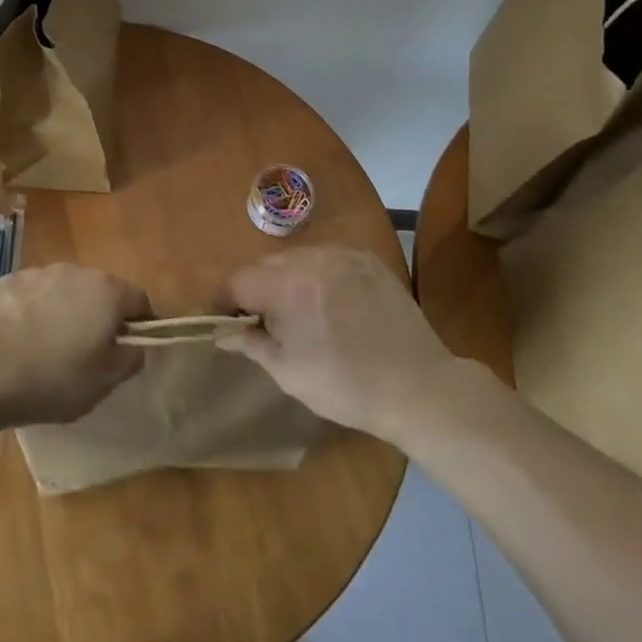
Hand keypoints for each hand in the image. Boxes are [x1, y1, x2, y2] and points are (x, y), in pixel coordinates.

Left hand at [0, 265, 151, 426]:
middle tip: (88, 352)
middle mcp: (77, 272)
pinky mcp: (8, 281)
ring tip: (48, 347)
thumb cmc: (56, 378)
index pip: (139, 299)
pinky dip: (33, 311)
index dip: (140, 323)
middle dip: (99, 315)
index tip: (130, 348)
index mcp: (108, 292)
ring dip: (64, 311)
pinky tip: (19, 340)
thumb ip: (129, 360)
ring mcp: (40, 273)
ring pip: (63, 290)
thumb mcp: (104, 382)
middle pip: (100, 291)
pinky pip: (32, 295)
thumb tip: (136, 346)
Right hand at [220, 246, 452, 440]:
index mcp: (286, 286)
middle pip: (264, 266)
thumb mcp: (288, 373)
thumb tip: (222, 331)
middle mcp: (310, 258)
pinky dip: (319, 276)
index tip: (230, 322)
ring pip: (295, 259)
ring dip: (287, 280)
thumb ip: (250, 343)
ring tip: (302, 313)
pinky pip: (327, 258)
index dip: (226, 301)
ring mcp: (341, 254)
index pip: (237, 280)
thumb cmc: (346, 386)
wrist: (419, 387)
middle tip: (268, 323)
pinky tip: (332, 303)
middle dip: (257, 290)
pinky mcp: (366, 258)